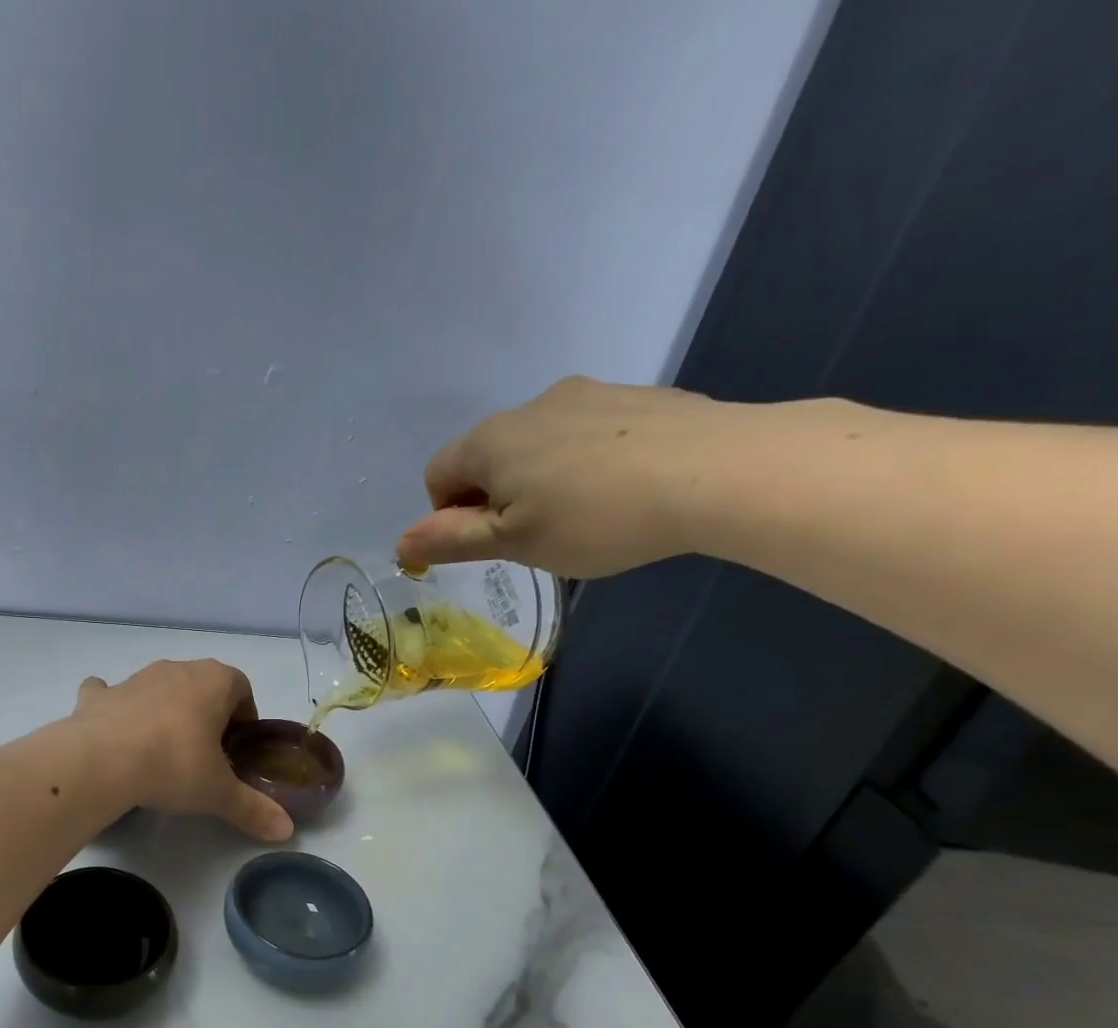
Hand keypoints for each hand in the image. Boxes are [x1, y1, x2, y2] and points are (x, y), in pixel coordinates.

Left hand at [70, 660, 293, 841]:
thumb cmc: (173, 765)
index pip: (241, 687)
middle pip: (200, 685)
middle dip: (206, 713)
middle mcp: (176, 670)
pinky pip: (110, 694)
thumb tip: (286, 831)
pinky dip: (115, 708)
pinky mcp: (99, 696)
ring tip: (162, 751)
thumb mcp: (218, 793)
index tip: (238, 747)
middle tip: (205, 754)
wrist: (101, 761)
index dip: (244, 715)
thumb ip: (253, 809)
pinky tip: (114, 733)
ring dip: (164, 710)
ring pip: (158, 688)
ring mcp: (134, 679)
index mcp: (213, 681)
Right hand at [396, 376, 747, 577]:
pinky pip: (585, 434)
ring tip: (586, 515)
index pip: (437, 475)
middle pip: (486, 457)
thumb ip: (452, 540)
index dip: (449, 516)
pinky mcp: (635, 397)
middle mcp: (530, 406)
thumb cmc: (595, 518)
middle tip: (537, 535)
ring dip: (541, 479)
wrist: (716, 472)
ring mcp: (586, 394)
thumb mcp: (514, 542)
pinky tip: (623, 490)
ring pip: (537, 444)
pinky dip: (586, 463)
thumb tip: (400, 542)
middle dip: (496, 497)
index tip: (492, 542)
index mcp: (490, 440)